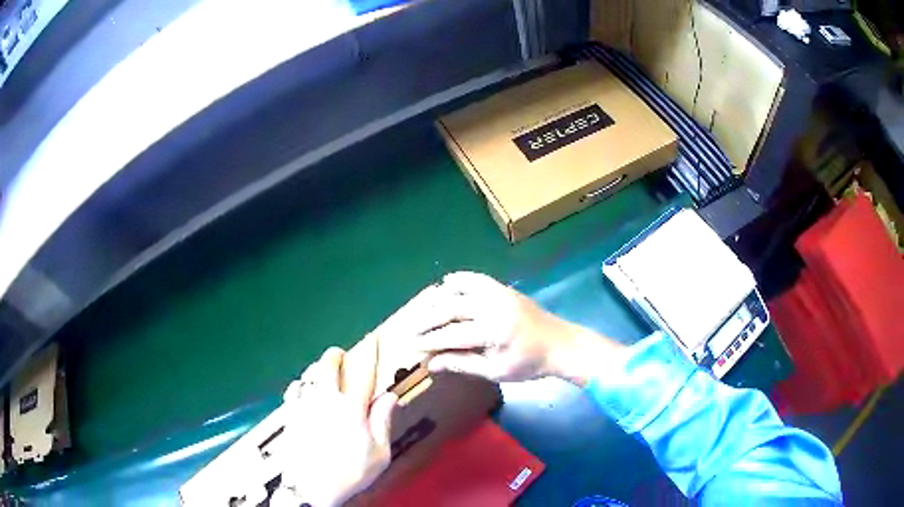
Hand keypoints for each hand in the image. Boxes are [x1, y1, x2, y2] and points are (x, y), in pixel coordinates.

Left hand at [276, 341, 397, 506]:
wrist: (311, 487)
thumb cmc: (350, 473)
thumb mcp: (379, 454)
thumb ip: (383, 422)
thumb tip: (390, 396)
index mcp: (352, 408)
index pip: (364, 372)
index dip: (370, 352)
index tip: (372, 339)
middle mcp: (326, 400)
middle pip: (328, 365)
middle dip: (336, 355)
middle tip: (341, 355)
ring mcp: (304, 405)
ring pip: (309, 374)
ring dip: (318, 369)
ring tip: (323, 373)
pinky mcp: (290, 414)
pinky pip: (293, 390)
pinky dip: (300, 385)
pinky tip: (303, 391)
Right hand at [416, 272, 626, 385]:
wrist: (561, 345)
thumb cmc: (529, 364)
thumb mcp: (495, 371)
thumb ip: (462, 364)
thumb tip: (432, 364)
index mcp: (493, 330)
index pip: (451, 333)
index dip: (430, 341)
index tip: (413, 347)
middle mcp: (493, 305)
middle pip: (450, 308)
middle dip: (427, 319)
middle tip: (410, 329)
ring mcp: (499, 293)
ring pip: (460, 289)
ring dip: (438, 298)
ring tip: (423, 309)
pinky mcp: (504, 289)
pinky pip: (476, 278)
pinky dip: (459, 279)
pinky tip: (445, 284)